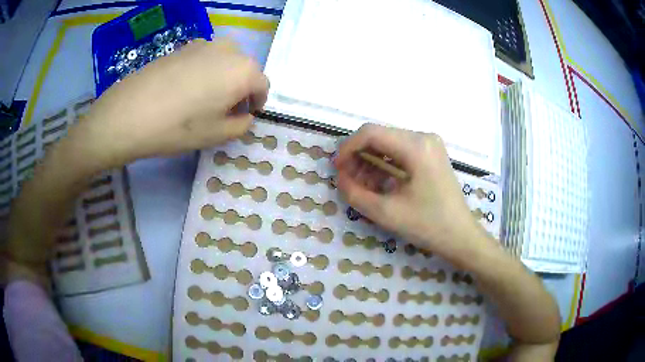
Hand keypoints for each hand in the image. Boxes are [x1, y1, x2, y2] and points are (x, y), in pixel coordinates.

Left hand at [84, 38, 268, 165]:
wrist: (129, 113)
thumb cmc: (178, 127)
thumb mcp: (217, 135)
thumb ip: (241, 125)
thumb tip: (244, 115)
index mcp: (243, 70)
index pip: (262, 85)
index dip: (257, 102)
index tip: (245, 116)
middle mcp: (228, 50)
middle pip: (244, 69)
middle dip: (240, 89)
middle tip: (224, 110)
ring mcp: (203, 44)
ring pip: (224, 61)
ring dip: (222, 78)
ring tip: (203, 99)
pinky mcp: (182, 47)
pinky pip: (203, 58)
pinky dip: (204, 71)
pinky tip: (185, 89)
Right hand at [333, 124, 491, 267]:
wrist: (461, 236)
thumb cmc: (428, 226)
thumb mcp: (386, 213)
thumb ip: (355, 193)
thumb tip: (340, 178)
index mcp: (416, 146)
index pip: (371, 133)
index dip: (348, 148)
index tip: (337, 169)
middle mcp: (424, 137)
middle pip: (379, 137)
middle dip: (358, 157)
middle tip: (348, 181)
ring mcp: (430, 145)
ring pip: (388, 144)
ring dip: (370, 162)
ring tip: (362, 186)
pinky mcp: (431, 154)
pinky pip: (400, 152)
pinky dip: (385, 165)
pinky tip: (378, 184)